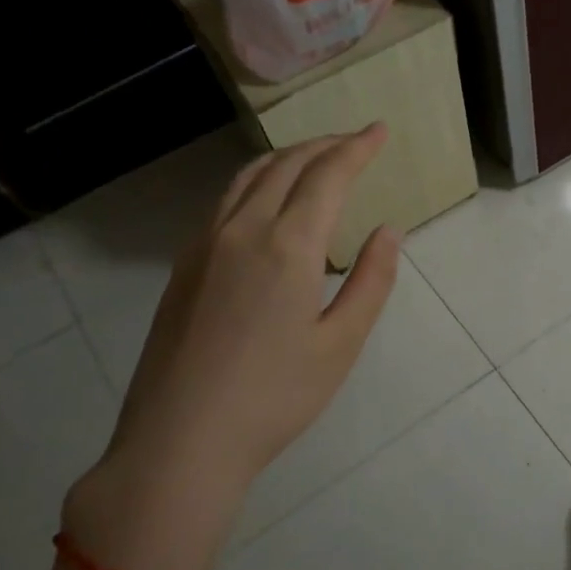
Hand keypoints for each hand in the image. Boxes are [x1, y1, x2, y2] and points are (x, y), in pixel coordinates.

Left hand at [63, 125, 400, 569]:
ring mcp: (204, 245)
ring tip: (316, 158)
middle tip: (356, 141)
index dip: (357, 149)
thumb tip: (389, 230)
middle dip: (325, 145)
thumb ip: (371, 280)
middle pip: (286, 165)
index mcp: (287, 246)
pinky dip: (257, 181)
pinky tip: (268, 200)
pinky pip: (225, 201)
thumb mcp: (341, 343)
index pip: (328, 176)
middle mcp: (241, 230)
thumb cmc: (275, 397)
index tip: (380, 130)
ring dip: (288, 157)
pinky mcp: (184, 266)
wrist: (181, 439)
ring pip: (248, 177)